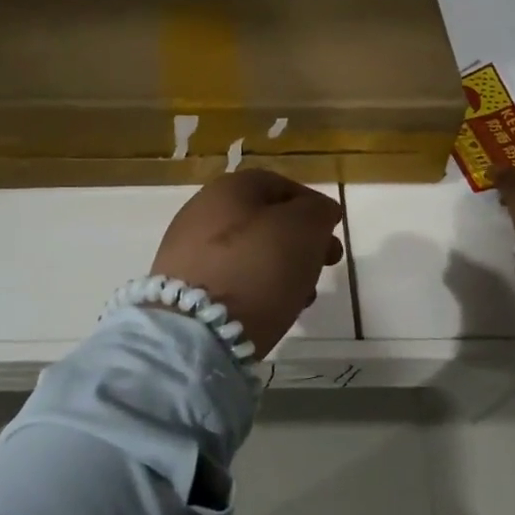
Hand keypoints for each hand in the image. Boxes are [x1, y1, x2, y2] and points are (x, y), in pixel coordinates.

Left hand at [150, 169, 345, 358]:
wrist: (195, 329)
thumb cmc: (257, 267)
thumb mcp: (304, 229)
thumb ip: (318, 212)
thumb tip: (319, 211)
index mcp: (229, 187)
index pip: (279, 185)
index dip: (311, 205)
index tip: (333, 231)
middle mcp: (202, 210)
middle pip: (263, 219)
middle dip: (299, 241)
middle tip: (326, 264)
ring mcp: (187, 249)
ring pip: (248, 251)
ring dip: (281, 268)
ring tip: (303, 296)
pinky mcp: (182, 286)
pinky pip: (229, 278)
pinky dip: (254, 288)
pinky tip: (271, 309)